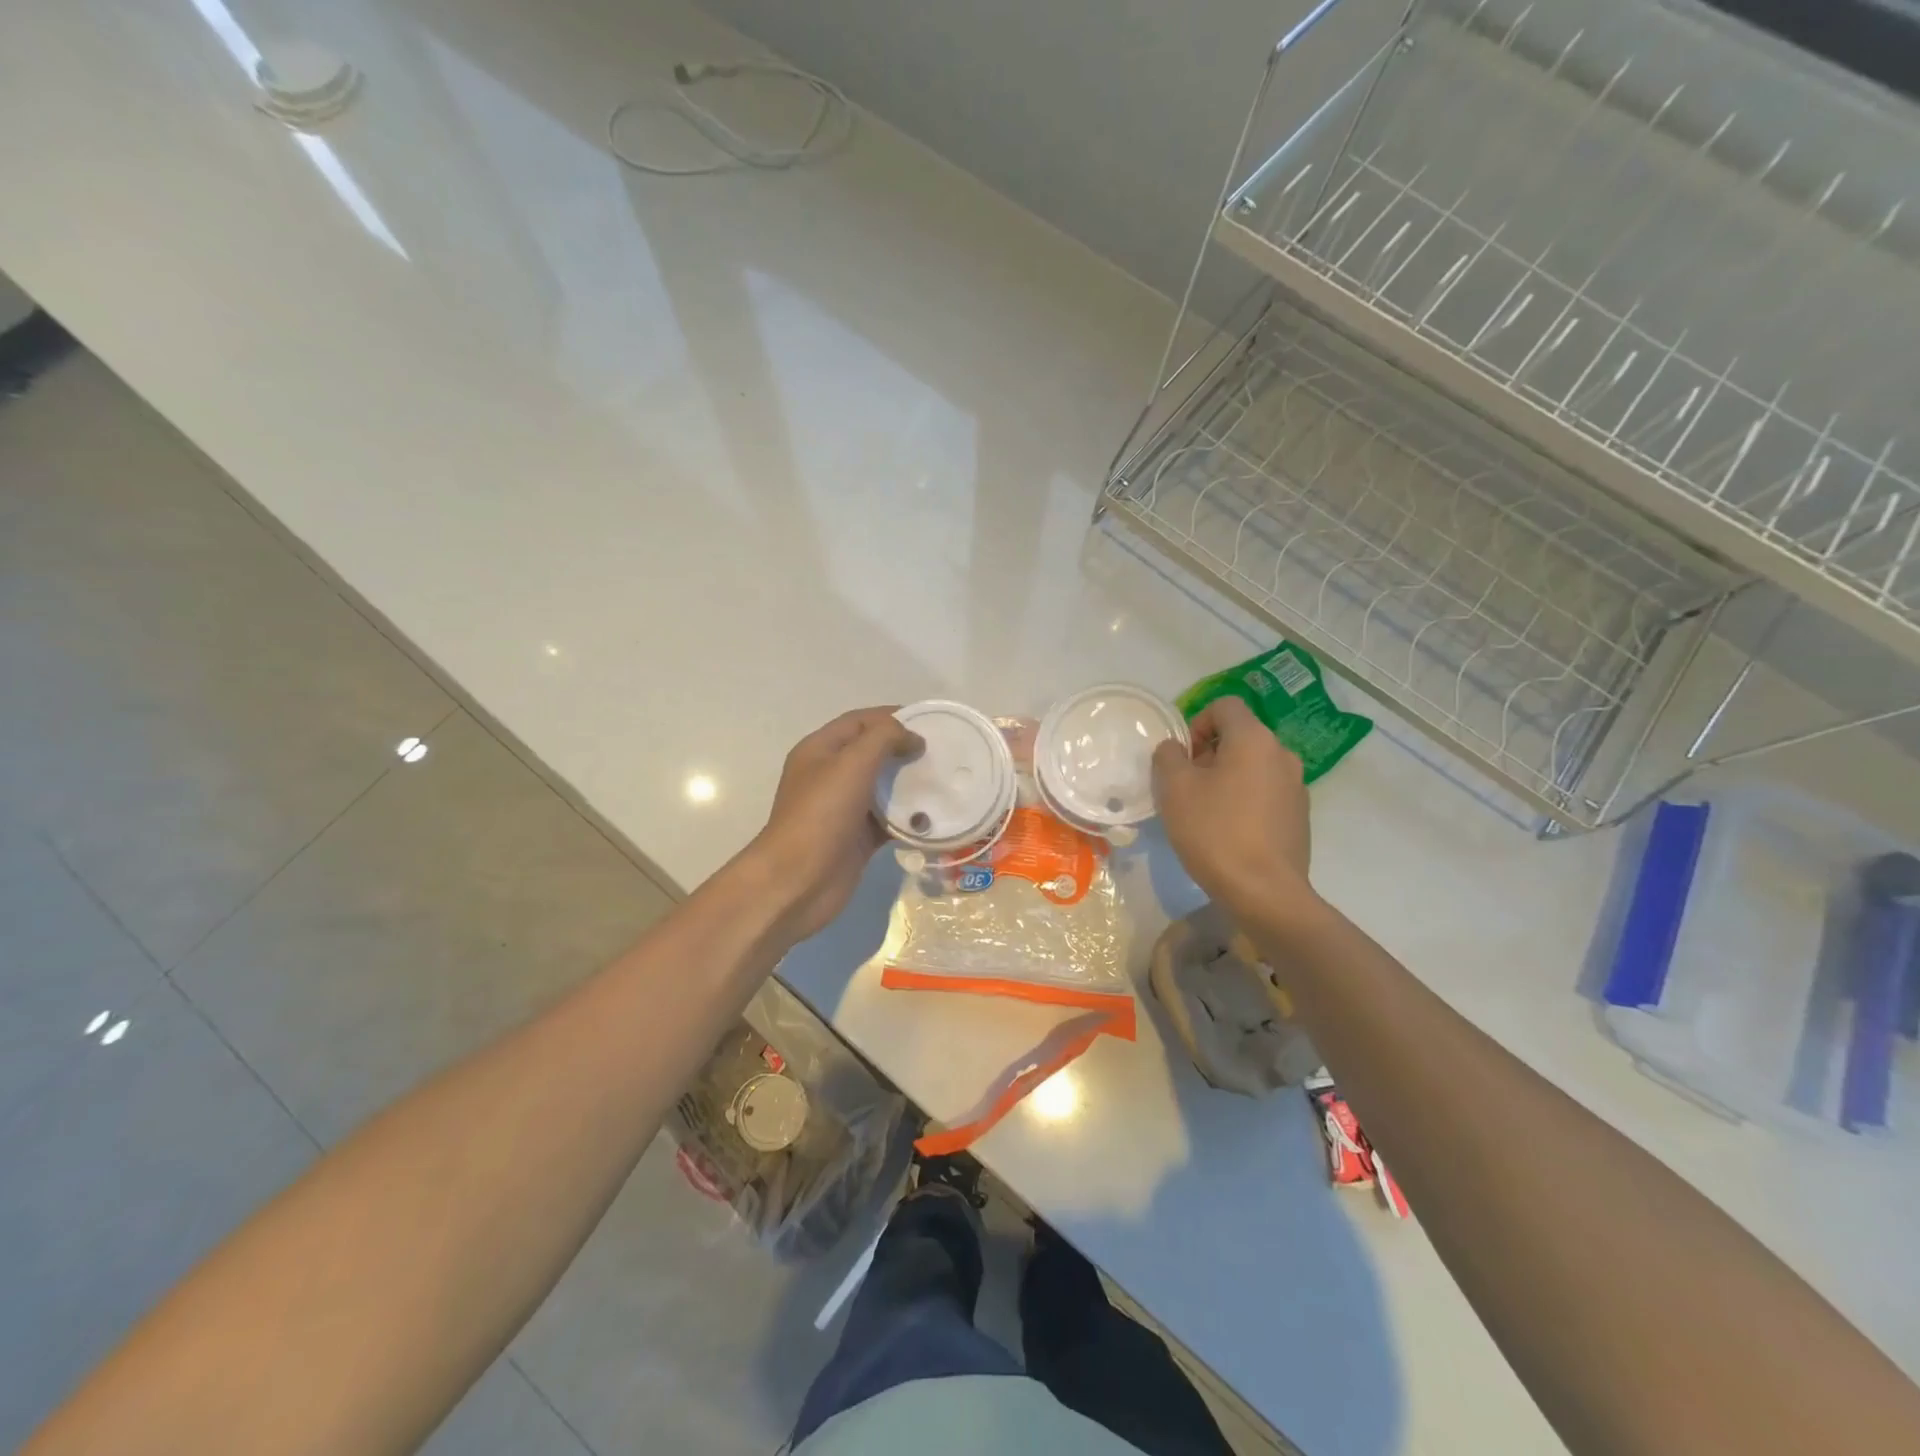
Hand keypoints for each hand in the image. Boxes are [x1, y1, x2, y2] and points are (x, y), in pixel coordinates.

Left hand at [749, 707, 922, 941]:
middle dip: (905, 749)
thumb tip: (912, 738)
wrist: (797, 882)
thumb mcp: (851, 764)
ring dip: (911, 783)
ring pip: (883, 787)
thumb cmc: (821, 815)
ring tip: (945, 779)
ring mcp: (844, 809)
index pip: (859, 722)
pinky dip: (910, 818)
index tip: (929, 722)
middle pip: (873, 753)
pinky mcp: (858, 838)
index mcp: (820, 750)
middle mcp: (830, 775)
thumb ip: (883, 739)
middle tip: (943, 752)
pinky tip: (936, 815)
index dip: (892, 717)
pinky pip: (889, 820)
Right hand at [1152, 695, 1314, 919]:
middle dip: (1208, 754)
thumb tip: (1175, 749)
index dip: (1196, 723)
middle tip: (1186, 787)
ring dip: (1226, 778)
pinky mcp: (1299, 816)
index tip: (1182, 757)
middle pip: (1239, 736)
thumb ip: (1168, 757)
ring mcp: (1296, 786)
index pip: (1224, 706)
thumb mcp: (1175, 789)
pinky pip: (1265, 793)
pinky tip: (1228, 832)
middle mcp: (1281, 754)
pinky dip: (1244, 800)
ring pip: (1252, 766)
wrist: (1265, 892)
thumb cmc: (1215, 832)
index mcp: (1254, 739)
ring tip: (1205, 812)